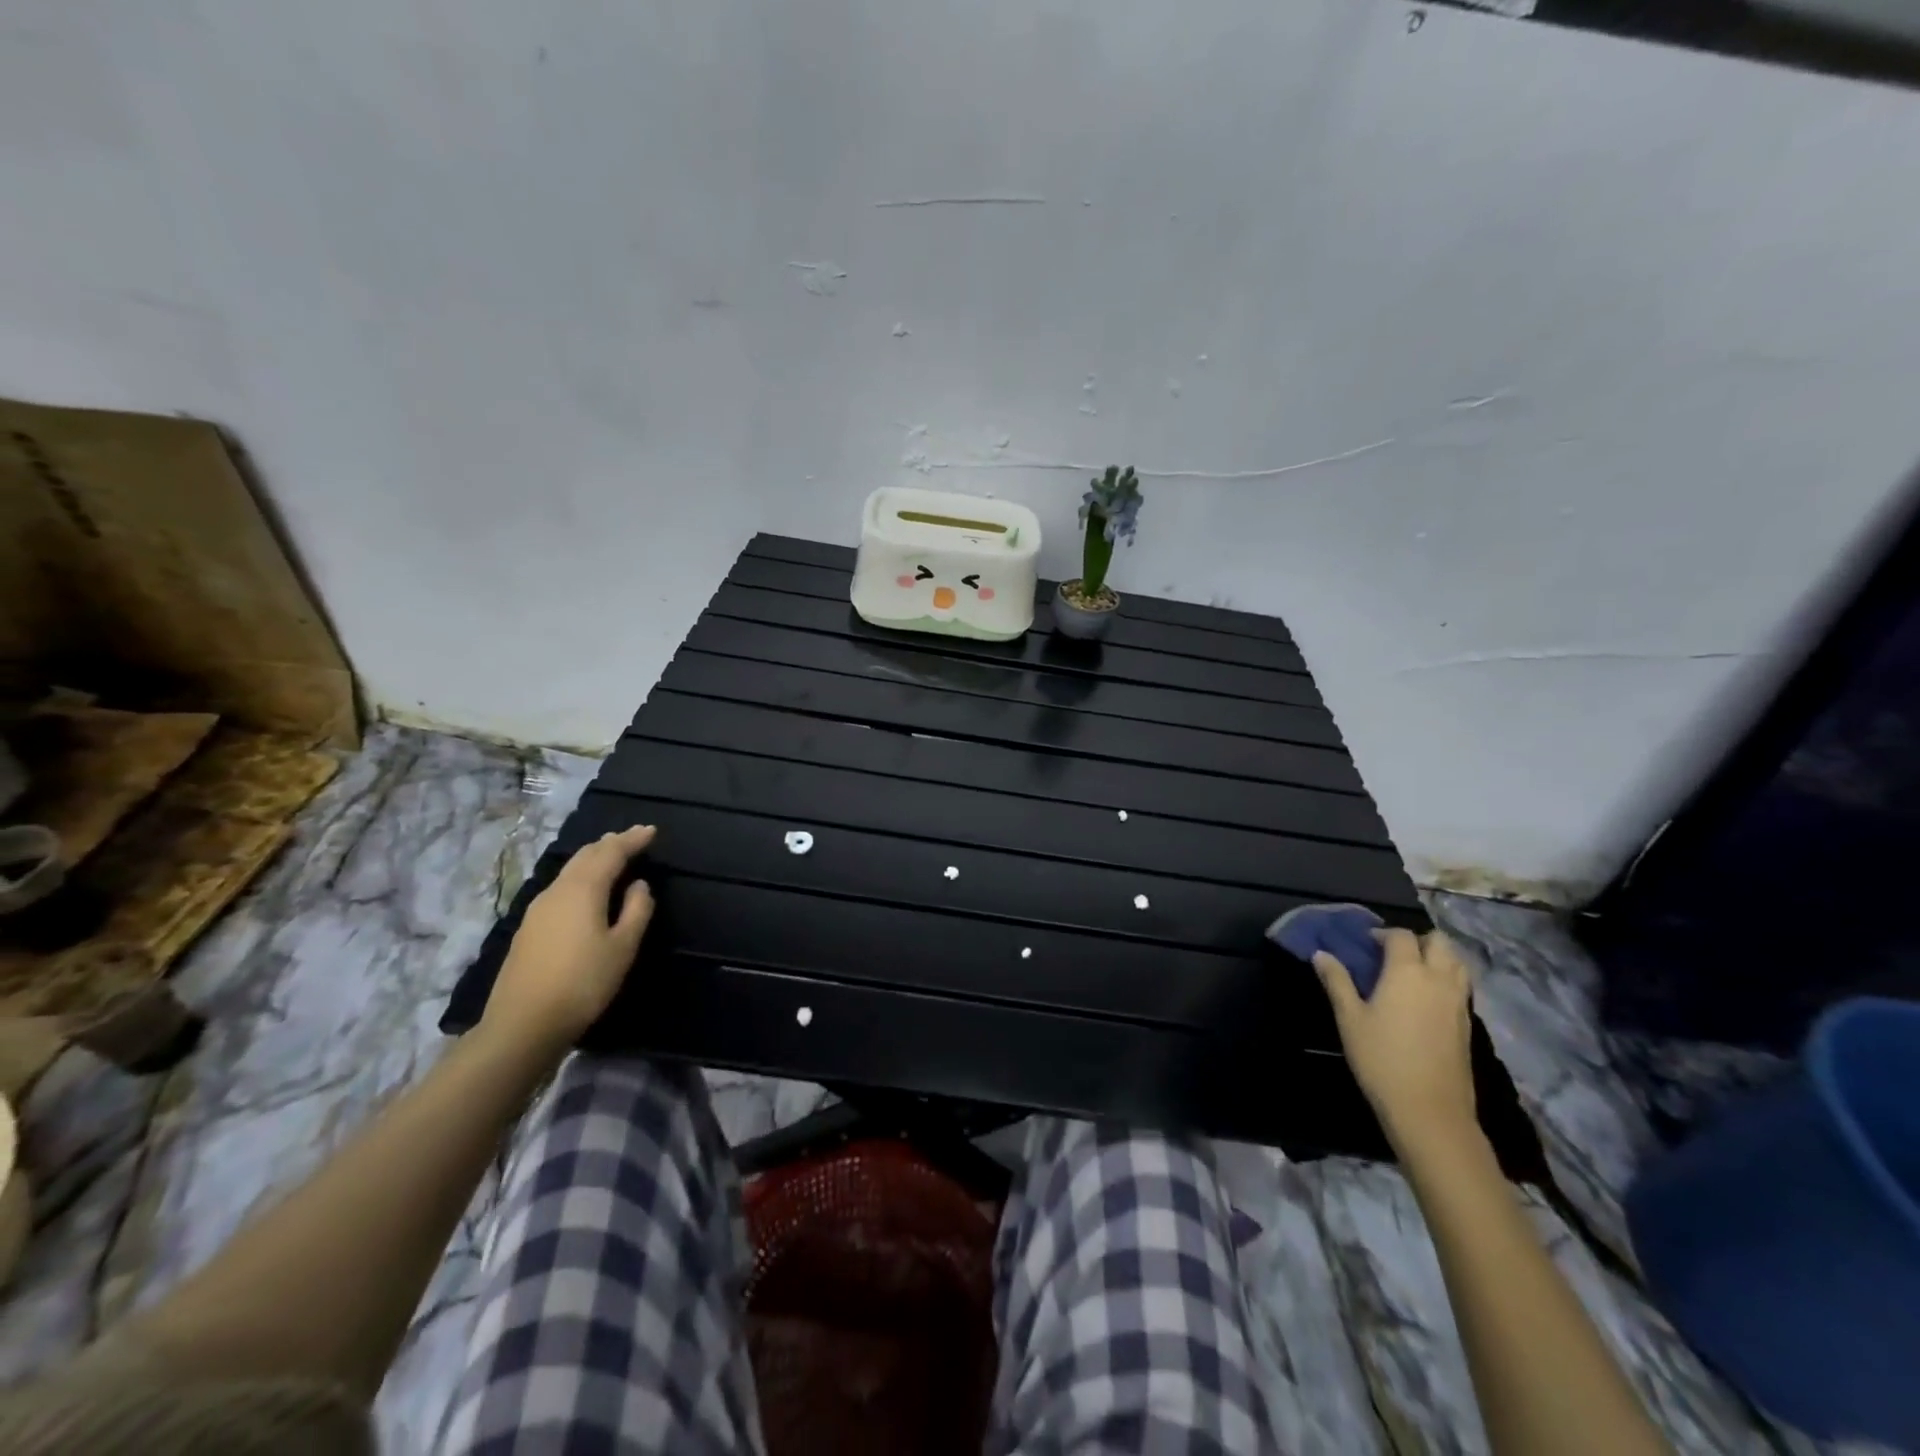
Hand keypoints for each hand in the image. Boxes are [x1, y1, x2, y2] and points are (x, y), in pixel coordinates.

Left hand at [479, 826, 656, 1057]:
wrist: (522, 1024)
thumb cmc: (583, 983)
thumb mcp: (623, 947)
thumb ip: (636, 911)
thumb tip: (639, 885)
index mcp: (583, 889)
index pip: (611, 852)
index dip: (632, 839)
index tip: (651, 830)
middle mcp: (557, 890)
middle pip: (585, 856)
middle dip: (610, 843)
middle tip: (632, 838)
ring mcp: (538, 909)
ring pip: (570, 870)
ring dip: (593, 859)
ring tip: (612, 857)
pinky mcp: (529, 928)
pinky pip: (561, 887)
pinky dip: (580, 877)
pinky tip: (586, 890)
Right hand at [1315, 928, 1476, 1150]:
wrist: (1429, 1111)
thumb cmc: (1381, 1058)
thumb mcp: (1349, 1018)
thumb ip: (1336, 981)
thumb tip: (1321, 954)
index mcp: (1407, 972)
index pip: (1401, 936)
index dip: (1383, 933)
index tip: (1366, 943)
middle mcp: (1438, 980)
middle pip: (1440, 943)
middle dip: (1418, 940)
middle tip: (1393, 953)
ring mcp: (1458, 1003)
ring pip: (1458, 964)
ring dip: (1438, 957)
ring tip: (1413, 971)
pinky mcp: (1468, 1024)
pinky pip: (1461, 987)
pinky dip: (1446, 980)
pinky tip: (1425, 999)